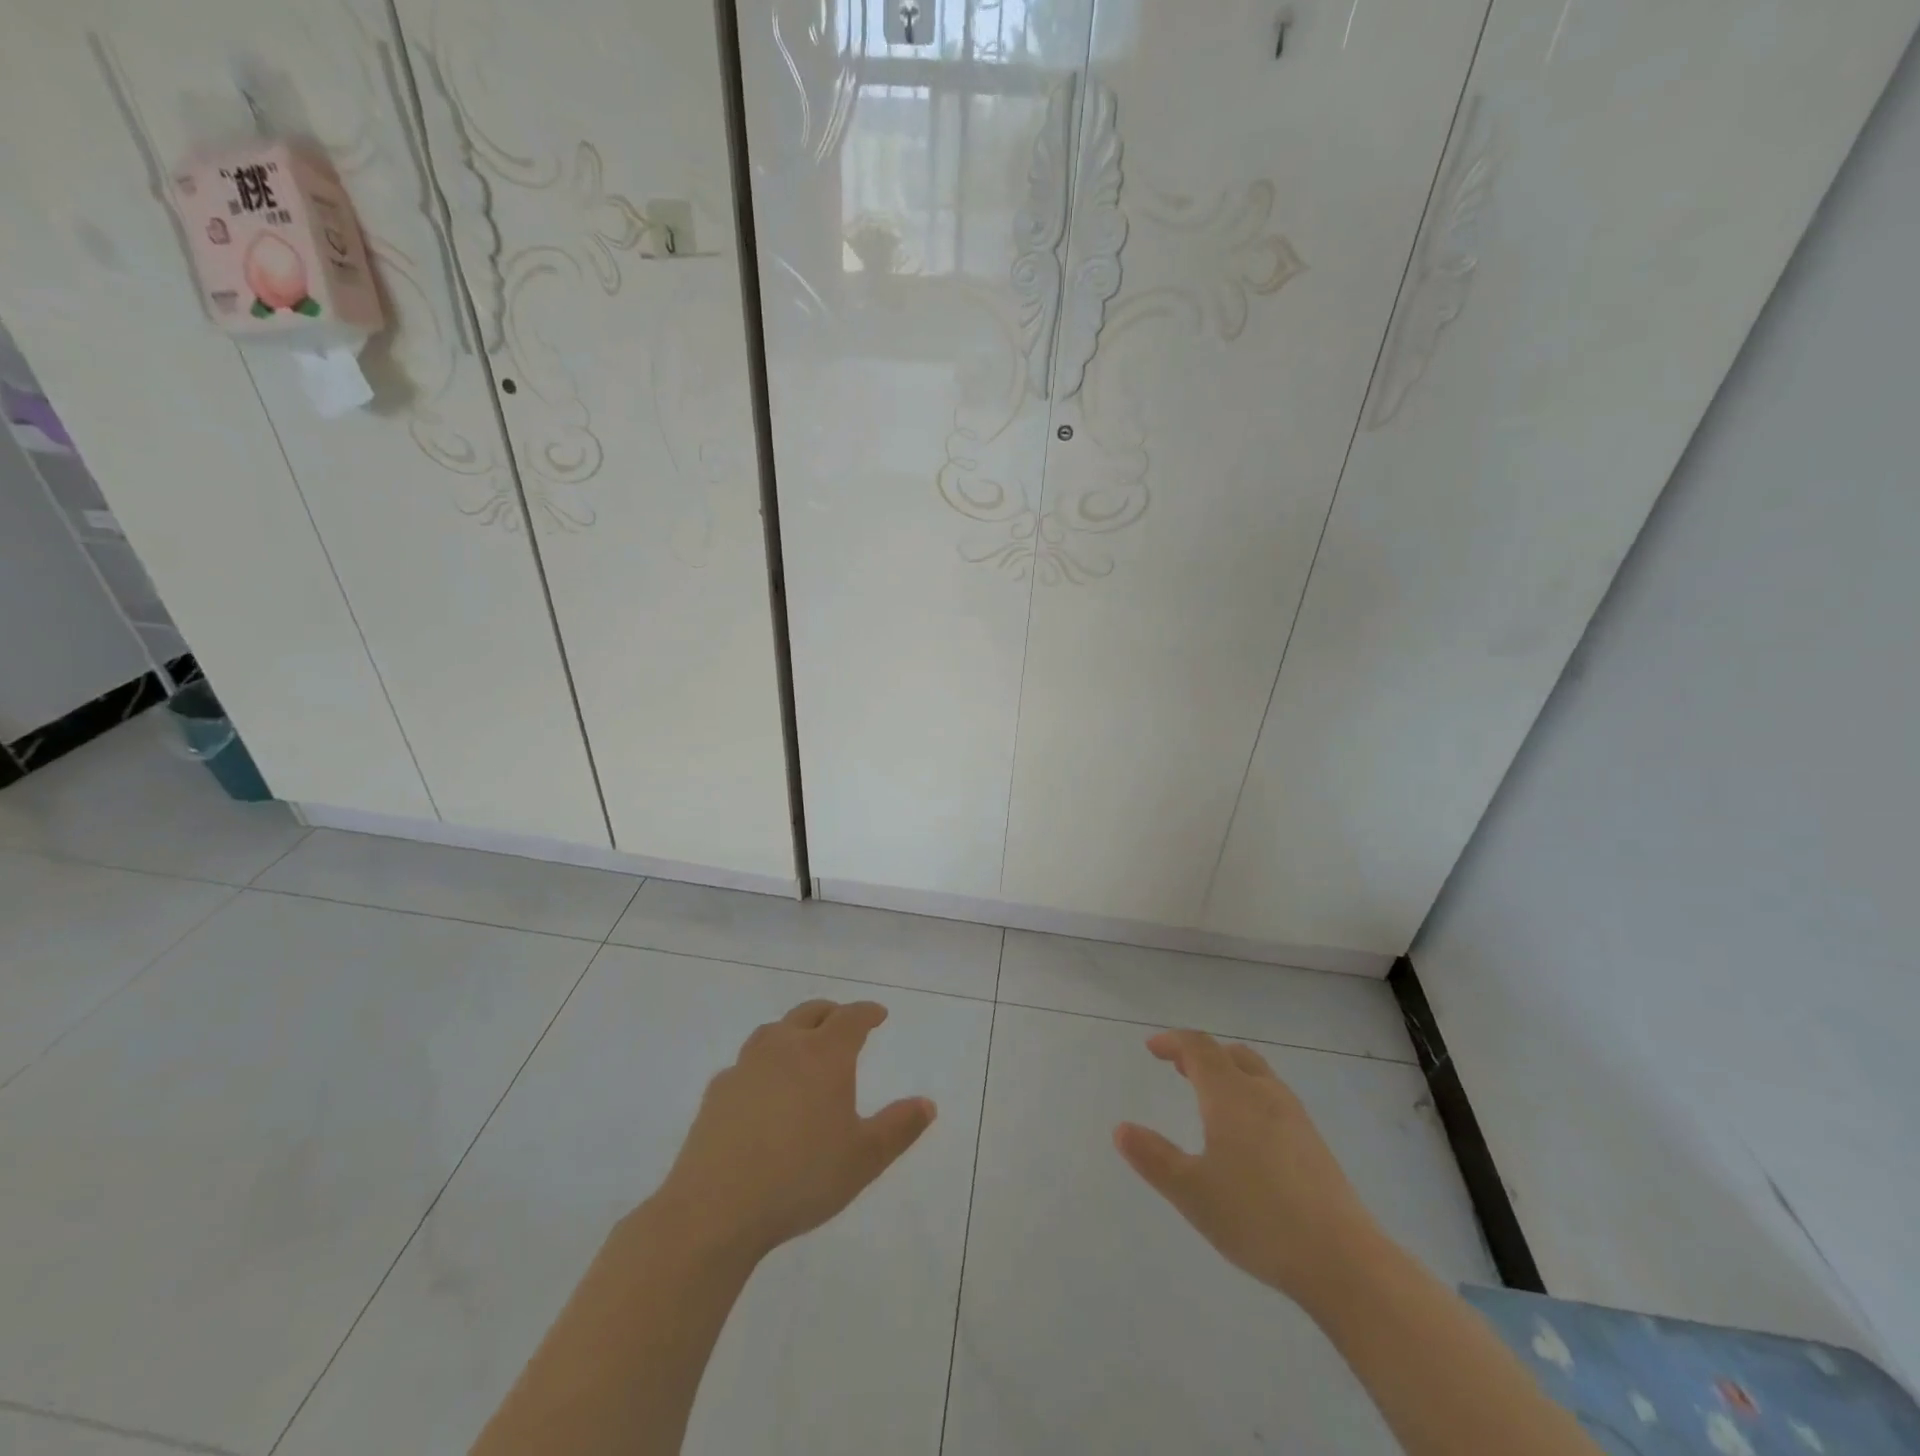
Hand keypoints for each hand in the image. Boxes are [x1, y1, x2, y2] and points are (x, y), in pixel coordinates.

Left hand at [652, 999, 935, 1262]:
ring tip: (802, 1048)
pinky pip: (747, 1062)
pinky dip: (763, 1063)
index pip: (851, 1018)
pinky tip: (763, 1089)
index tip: (878, 1014)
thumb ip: (898, 1128)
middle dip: (832, 1014)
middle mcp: (785, 1048)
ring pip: (774, 1031)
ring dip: (794, 1031)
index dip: (867, 1012)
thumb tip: (927, 1104)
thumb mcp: (864, 1159)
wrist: (715, 1209)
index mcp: (824, 1055)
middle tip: (844, 1023)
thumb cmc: (801, 1178)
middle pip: (810, 1013)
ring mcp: (746, 1066)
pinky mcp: (718, 1091)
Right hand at [1115, 1029, 1377, 1305]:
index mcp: (1230, 1095)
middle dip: (1201, 1054)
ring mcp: (1294, 1117)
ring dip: (1228, 1072)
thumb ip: (1153, 1158)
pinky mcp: (1314, 1143)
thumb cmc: (1257, 1218)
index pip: (1198, 1048)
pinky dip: (1249, 1094)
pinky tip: (1247, 1134)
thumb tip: (1121, 1129)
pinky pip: (1273, 1097)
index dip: (1173, 1041)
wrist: (1343, 1261)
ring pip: (1256, 1074)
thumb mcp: (1191, 1192)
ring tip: (1209, 1096)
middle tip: (1179, 1067)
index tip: (1152, 1048)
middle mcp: (1263, 1093)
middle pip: (1230, 1054)